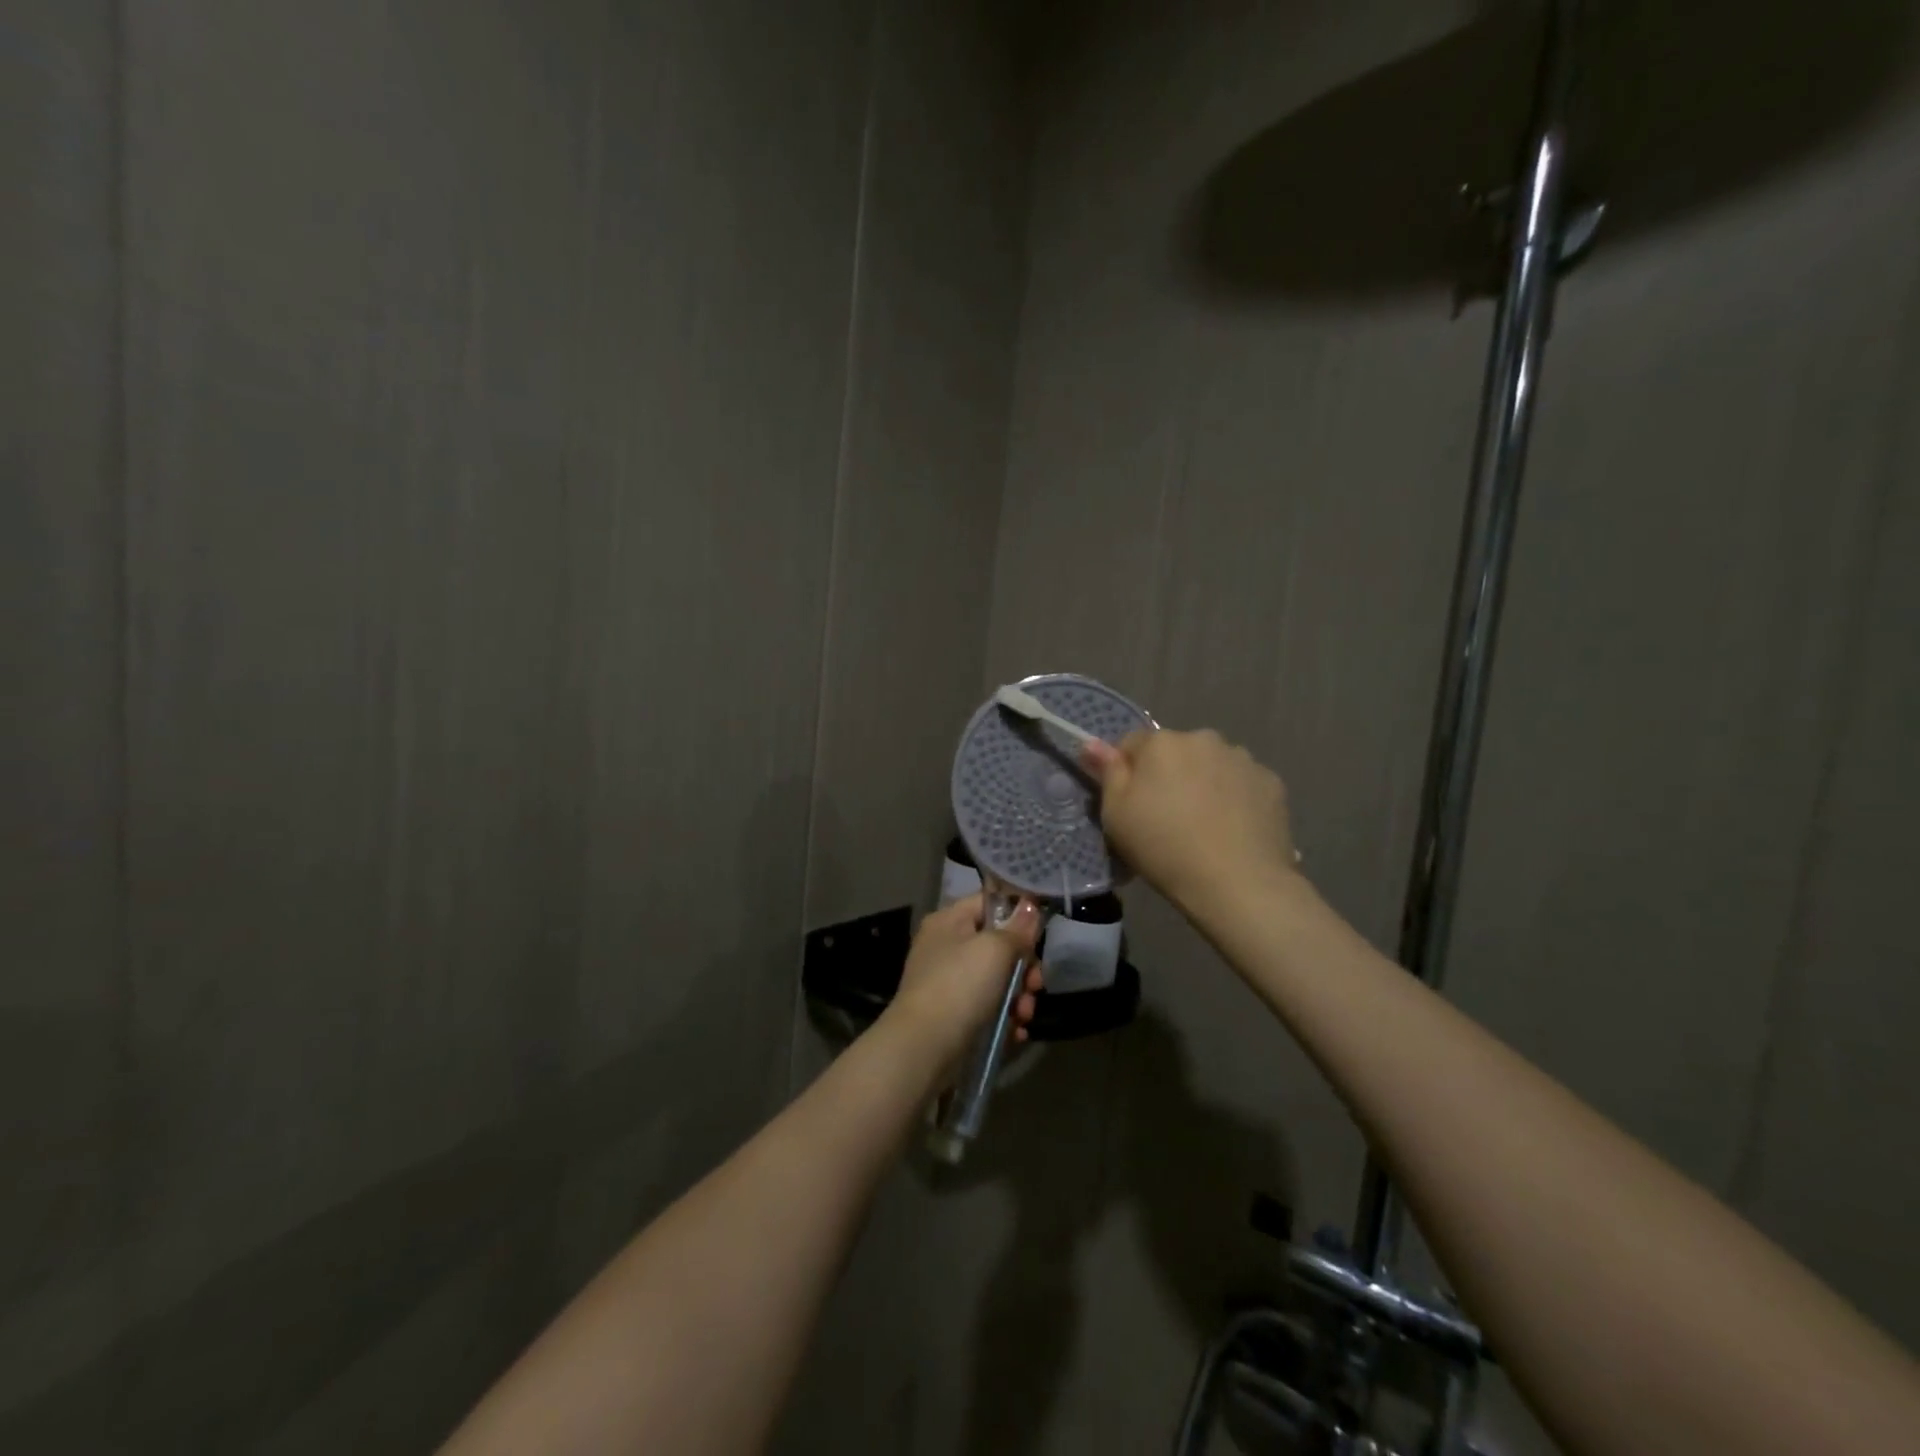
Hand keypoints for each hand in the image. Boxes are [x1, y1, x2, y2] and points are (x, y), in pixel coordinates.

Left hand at [884, 894, 1044, 1073]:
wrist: (924, 1048)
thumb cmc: (960, 986)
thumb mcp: (995, 949)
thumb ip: (1018, 928)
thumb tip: (1030, 905)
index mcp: (949, 921)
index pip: (988, 903)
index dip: (1017, 913)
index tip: (1041, 933)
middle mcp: (946, 948)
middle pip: (998, 946)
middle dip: (1024, 967)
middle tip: (1035, 985)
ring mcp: (949, 983)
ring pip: (997, 981)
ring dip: (1019, 997)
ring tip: (1024, 1015)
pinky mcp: (954, 1016)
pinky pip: (988, 1009)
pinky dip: (1005, 1019)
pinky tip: (1016, 1032)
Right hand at [1082, 728, 1299, 911]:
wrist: (1237, 883)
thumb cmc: (1163, 847)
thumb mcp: (1116, 814)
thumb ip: (1107, 772)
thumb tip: (1092, 743)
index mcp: (1161, 742)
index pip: (1132, 744)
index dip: (1127, 773)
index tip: (1131, 805)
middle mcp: (1203, 738)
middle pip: (1175, 752)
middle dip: (1169, 775)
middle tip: (1167, 818)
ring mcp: (1242, 759)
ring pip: (1211, 765)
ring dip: (1203, 783)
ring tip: (1204, 826)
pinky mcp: (1271, 782)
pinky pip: (1242, 783)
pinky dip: (1235, 798)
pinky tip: (1232, 829)